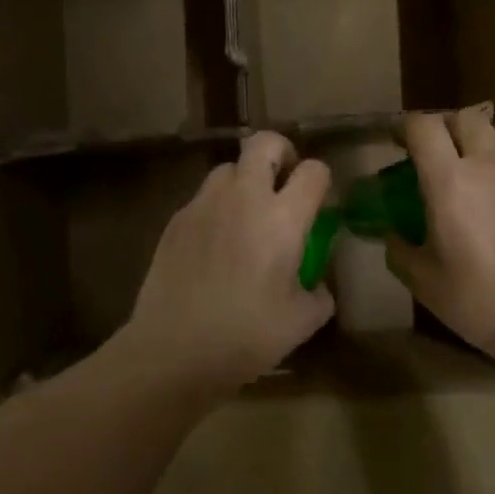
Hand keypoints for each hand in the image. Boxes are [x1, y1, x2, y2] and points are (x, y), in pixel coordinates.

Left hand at [119, 133, 334, 390]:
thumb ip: (319, 294)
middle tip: (283, 182)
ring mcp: (203, 205)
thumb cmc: (246, 336)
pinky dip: (216, 208)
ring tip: (246, 215)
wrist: (174, 350)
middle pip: (264, 143)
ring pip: (227, 168)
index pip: (312, 171)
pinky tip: (215, 245)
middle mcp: (243, 198)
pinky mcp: (175, 221)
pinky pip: (202, 198)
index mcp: (282, 219)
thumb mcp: (302, 322)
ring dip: (244, 180)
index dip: (320, 179)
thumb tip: (317, 285)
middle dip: (280, 153)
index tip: (318, 200)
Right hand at [387, 108, 494, 363]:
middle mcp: (489, 164)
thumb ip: (399, 250)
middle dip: (443, 129)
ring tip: (475, 166)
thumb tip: (392, 234)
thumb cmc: (481, 301)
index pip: (423, 128)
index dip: (405, 128)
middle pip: (463, 117)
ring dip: (481, 139)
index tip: (396, 142)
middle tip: (436, 155)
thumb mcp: (424, 282)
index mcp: (450, 183)